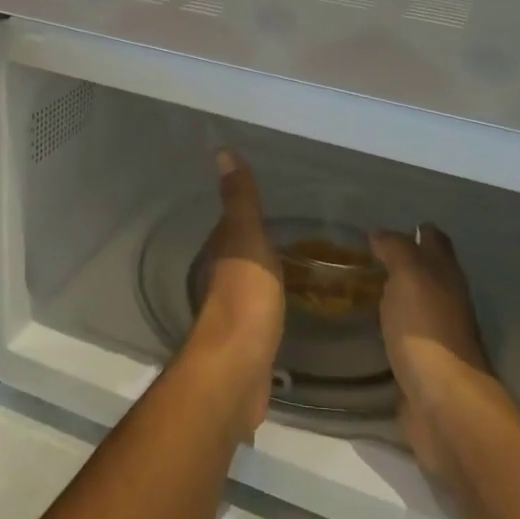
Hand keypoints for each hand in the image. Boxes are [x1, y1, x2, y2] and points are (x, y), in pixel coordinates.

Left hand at [184, 150, 285, 438]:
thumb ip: (240, 199)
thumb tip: (222, 150)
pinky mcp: (249, 339)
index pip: (232, 223)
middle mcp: (221, 278)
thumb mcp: (246, 238)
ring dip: (266, 271)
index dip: (247, 211)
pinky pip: (263, 309)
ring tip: (298, 264)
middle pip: (240, 252)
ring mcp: (235, 310)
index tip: (272, 201)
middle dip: (259, 242)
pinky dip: (273, 300)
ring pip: (251, 281)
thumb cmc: (245, 296)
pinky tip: (291, 301)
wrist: (239, 368)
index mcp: (221, 251)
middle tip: (295, 232)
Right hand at [370, 225, 493, 481]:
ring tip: (356, 288)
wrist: (442, 403)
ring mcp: (435, 337)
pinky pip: (401, 338)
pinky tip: (363, 328)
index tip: (385, 228)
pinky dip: (386, 329)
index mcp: (446, 277)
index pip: (435, 242)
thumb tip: (380, 233)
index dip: (417, 231)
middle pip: (427, 274)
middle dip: (402, 262)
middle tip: (363, 256)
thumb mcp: (410, 276)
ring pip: (413, 306)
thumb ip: (396, 250)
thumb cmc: (427, 331)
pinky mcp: (419, 367)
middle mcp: (445, 302)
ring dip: (392, 296)